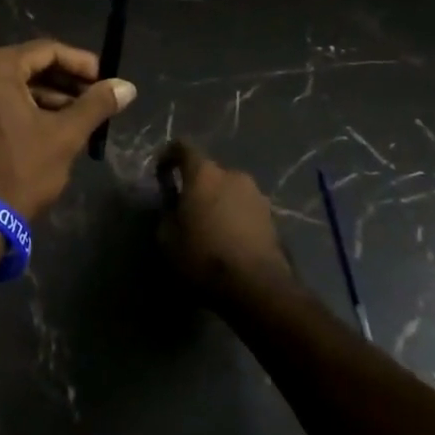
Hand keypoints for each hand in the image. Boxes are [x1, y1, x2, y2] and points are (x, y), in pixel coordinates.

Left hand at [0, 41, 135, 219]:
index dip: (80, 63)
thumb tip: (127, 86)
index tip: (104, 80)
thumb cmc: (20, 171)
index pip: (46, 50)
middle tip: (92, 99)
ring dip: (41, 97)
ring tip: (73, 117)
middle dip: (62, 82)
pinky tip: (40, 128)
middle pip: (25, 65)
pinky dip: (15, 108)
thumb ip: (96, 105)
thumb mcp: (65, 136)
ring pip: (6, 85)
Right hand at [155, 140, 294, 301]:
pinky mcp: (273, 219)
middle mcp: (233, 175)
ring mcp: (257, 196)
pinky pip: (245, 210)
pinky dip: (235, 219)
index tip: (161, 175)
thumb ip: (167, 214)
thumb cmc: (203, 256)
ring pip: (230, 191)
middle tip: (186, 211)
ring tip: (210, 230)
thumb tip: (175, 209)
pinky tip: (228, 243)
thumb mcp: (167, 238)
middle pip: (209, 172)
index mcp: (204, 173)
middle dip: (197, 187)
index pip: (183, 147)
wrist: (256, 287)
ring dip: (218, 203)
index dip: (169, 156)